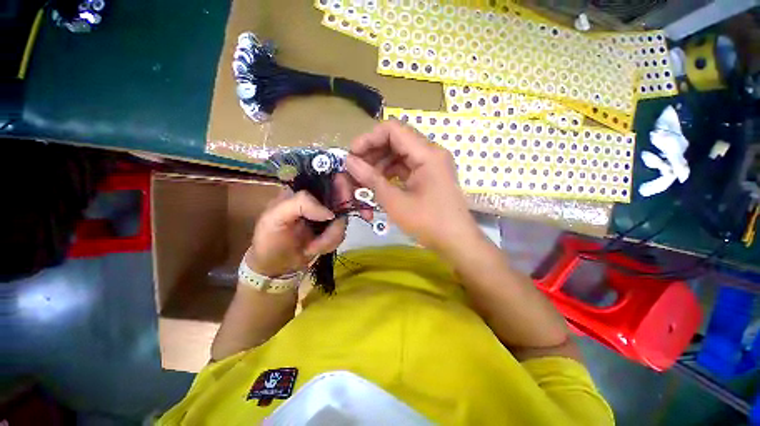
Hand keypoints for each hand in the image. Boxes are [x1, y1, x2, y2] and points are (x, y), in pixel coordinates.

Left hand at [246, 189, 346, 277]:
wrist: (275, 267)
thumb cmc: (270, 239)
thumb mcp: (275, 217)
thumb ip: (300, 204)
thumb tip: (331, 213)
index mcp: (303, 190)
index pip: (330, 178)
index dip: (342, 186)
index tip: (345, 202)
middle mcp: (319, 200)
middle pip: (343, 201)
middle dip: (336, 223)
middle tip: (325, 237)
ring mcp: (327, 216)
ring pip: (343, 220)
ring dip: (330, 237)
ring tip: (312, 247)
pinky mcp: (331, 230)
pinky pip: (341, 233)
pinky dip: (330, 244)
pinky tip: (316, 248)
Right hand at [345, 120, 480, 254]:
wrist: (456, 242)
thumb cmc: (428, 223)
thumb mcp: (395, 202)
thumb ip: (371, 179)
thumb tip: (349, 161)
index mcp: (427, 154)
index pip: (392, 129)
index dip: (368, 139)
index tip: (352, 155)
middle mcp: (430, 153)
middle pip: (395, 141)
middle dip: (372, 155)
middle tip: (355, 171)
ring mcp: (431, 164)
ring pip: (398, 155)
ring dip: (379, 166)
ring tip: (364, 182)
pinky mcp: (429, 176)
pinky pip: (405, 168)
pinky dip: (390, 175)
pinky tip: (379, 186)